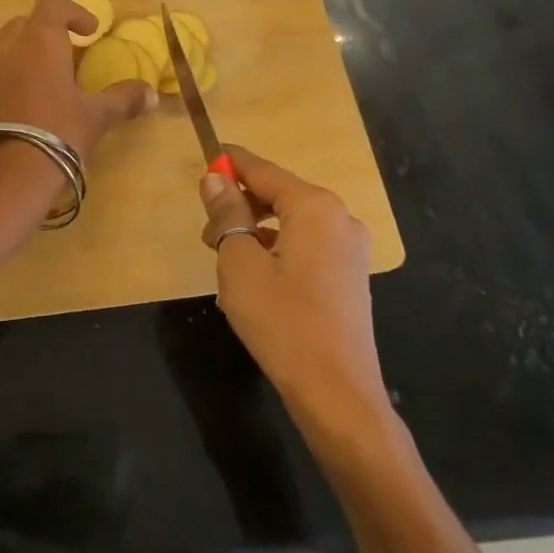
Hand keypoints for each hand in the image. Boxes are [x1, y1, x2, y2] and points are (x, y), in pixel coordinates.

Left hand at [0, 0, 155, 158]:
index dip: (73, 12)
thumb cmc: (59, 134)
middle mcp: (5, 42)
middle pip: (25, 22)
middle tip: (62, 55)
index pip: (53, 5)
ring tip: (26, 66)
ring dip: (12, 44)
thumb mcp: (97, 116)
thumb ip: (124, 99)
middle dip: (45, 32)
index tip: (89, 32)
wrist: (9, 173)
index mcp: (41, 39)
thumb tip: (152, 95)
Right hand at [199, 145, 391, 426]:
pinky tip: (253, 282)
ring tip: (225, 263)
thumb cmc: (281, 321)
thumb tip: (215, 178)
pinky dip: (276, 251)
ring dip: (254, 232)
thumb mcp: (239, 263)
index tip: (204, 158)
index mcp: (314, 207)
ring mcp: (350, 249)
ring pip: (290, 223)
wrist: (337, 394)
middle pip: (279, 194)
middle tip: (207, 235)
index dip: (231, 164)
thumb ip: (227, 213)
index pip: (263, 170)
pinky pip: (305, 247)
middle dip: (240, 206)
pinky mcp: (349, 276)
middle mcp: (339, 218)